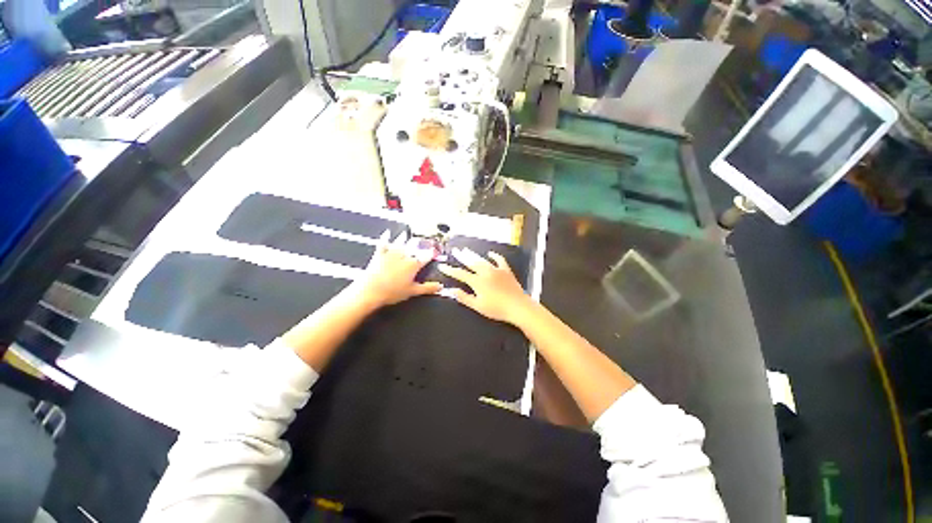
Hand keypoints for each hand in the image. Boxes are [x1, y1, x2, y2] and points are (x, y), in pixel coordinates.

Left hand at [353, 230, 441, 308]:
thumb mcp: (413, 291)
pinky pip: (383, 243)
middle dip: (419, 242)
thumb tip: (440, 287)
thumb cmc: (392, 292)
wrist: (370, 290)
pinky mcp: (379, 254)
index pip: (426, 256)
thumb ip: (428, 288)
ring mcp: (391, 253)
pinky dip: (385, 237)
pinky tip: (387, 233)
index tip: (435, 250)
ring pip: (400, 242)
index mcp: (413, 264)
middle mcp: (404, 255)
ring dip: (404, 237)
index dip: (432, 253)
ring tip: (407, 233)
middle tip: (422, 239)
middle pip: (414, 246)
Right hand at [437, 248, 532, 323]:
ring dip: (474, 255)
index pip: (460, 274)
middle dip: (461, 257)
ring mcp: (497, 270)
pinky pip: (499, 260)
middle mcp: (485, 272)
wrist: (518, 307)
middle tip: (455, 250)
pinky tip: (490, 253)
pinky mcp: (506, 270)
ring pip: (482, 260)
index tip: (442, 266)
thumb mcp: (478, 306)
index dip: (450, 270)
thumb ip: (464, 297)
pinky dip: (494, 256)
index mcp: (477, 281)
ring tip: (466, 250)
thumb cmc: (497, 309)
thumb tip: (452, 290)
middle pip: (471, 263)